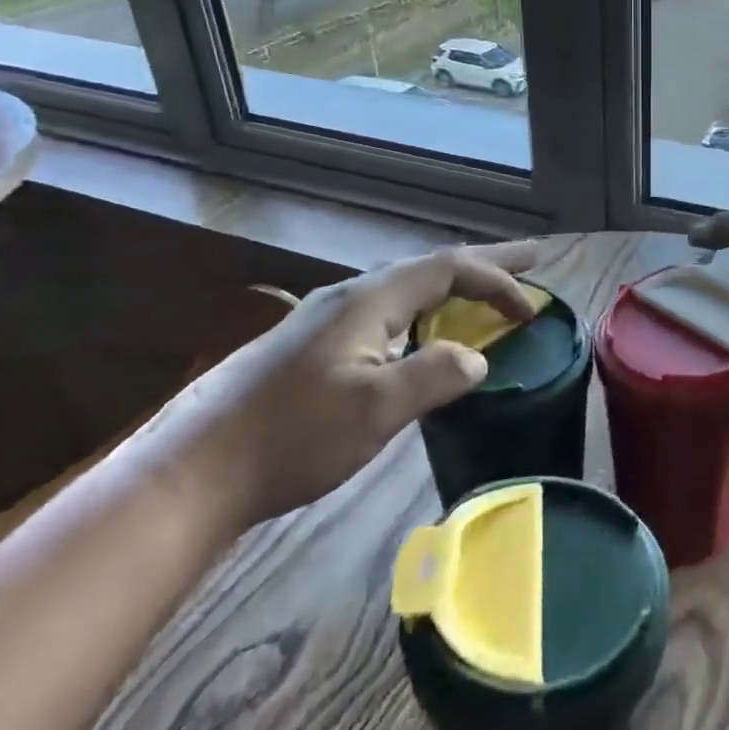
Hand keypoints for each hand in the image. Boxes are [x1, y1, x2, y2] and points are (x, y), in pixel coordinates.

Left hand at [134, 244, 540, 531]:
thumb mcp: (376, 409)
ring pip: (407, 289)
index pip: (449, 269)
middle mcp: (349, 296)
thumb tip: (476, 357)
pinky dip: (426, 312)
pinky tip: (422, 336)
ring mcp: (326, 320)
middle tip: (531, 258)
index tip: (534, 310)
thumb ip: (436, 375)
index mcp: (368, 299)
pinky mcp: (313, 347)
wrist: (194, 471)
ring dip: (453, 287)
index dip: (499, 280)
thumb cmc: (292, 436)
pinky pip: (388, 313)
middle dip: (485, 263)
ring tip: (486, 292)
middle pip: (430, 267)